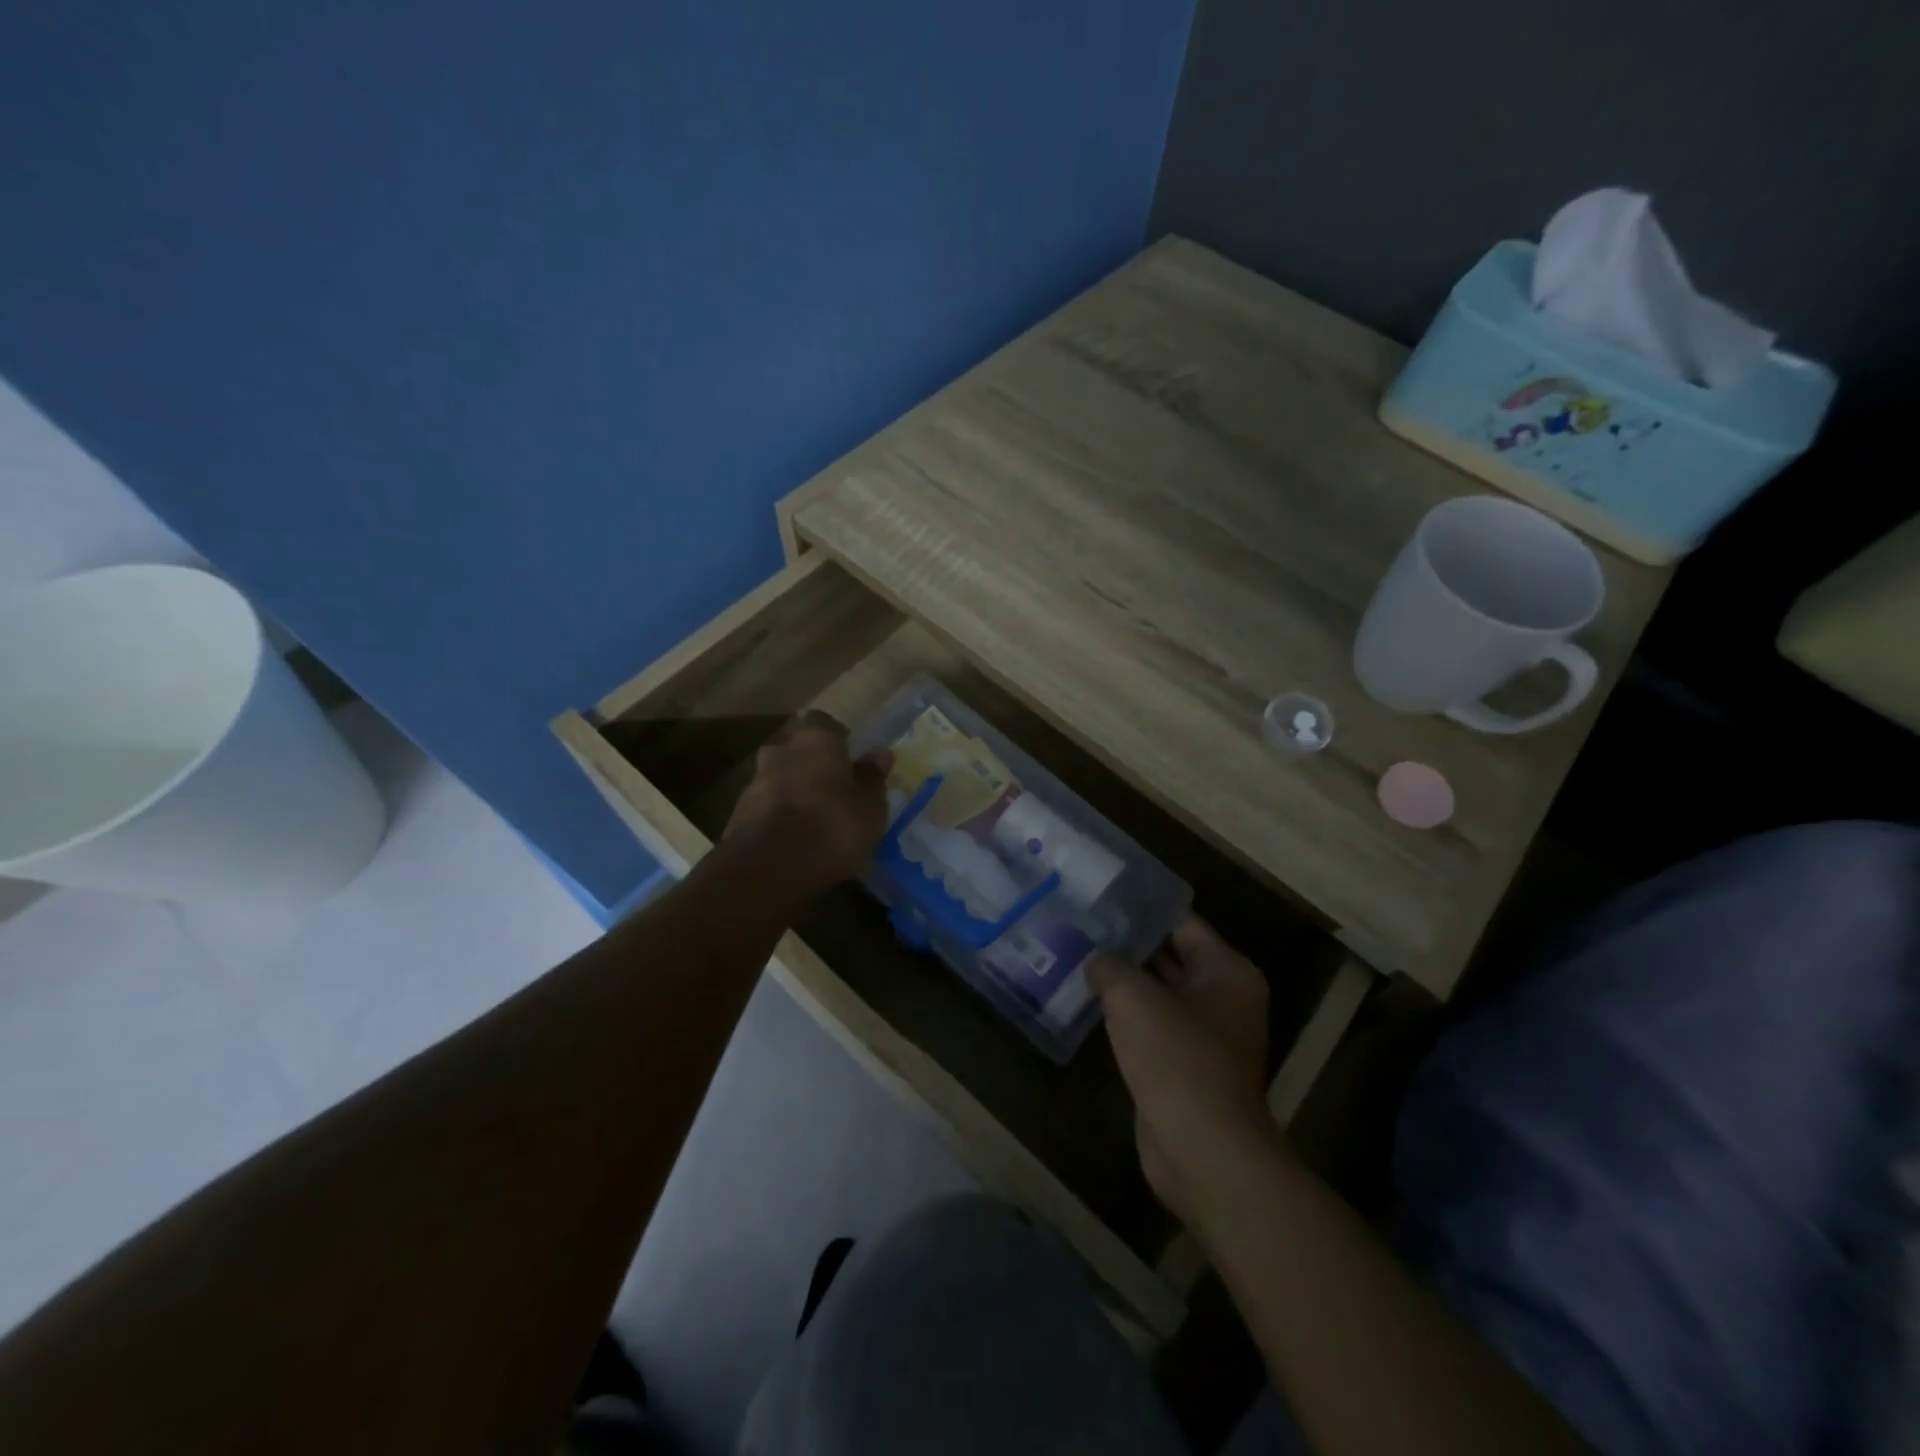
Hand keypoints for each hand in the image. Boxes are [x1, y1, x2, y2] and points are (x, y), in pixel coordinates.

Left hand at [725, 711, 892, 888]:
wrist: (770, 868)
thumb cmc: (833, 826)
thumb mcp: (869, 807)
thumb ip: (872, 778)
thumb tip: (880, 754)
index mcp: (815, 740)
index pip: (823, 721)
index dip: (836, 736)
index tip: (849, 755)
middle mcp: (780, 751)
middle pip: (795, 747)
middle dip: (810, 761)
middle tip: (831, 783)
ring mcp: (754, 782)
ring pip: (777, 776)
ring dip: (792, 788)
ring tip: (812, 814)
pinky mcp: (737, 814)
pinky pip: (764, 806)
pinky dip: (777, 814)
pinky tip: (792, 836)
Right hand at [1089, 916, 1271, 1224]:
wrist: (1201, 1150)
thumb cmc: (1177, 1058)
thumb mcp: (1135, 998)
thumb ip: (1111, 966)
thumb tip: (1095, 959)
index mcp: (1226, 972)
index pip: (1182, 923)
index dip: (1143, 908)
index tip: (1104, 895)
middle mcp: (1223, 998)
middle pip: (1172, 956)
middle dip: (1130, 943)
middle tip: (1084, 921)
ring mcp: (1205, 1034)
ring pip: (1159, 993)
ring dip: (1124, 979)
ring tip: (1079, 952)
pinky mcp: (1184, 1065)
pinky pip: (1152, 1025)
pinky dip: (1125, 1013)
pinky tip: (1088, 998)